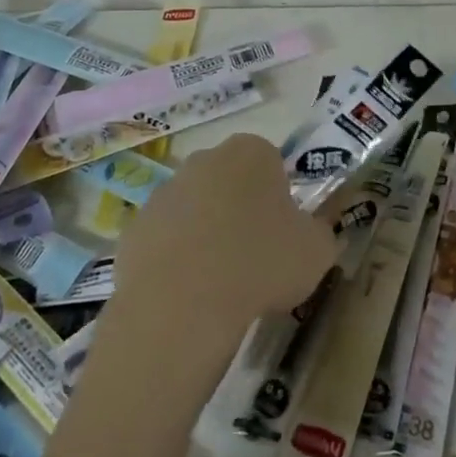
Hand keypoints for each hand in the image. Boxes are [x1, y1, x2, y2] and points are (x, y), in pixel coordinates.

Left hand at [112, 132, 339, 344]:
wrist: (182, 304)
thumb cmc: (260, 264)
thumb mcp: (317, 251)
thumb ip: (321, 233)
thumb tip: (313, 234)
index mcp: (251, 152)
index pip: (271, 161)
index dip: (280, 195)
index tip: (284, 230)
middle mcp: (204, 159)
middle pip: (230, 179)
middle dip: (241, 208)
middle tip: (255, 254)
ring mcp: (164, 191)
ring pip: (196, 207)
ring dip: (207, 232)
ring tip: (220, 280)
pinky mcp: (135, 226)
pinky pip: (165, 237)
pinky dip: (176, 257)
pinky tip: (187, 291)